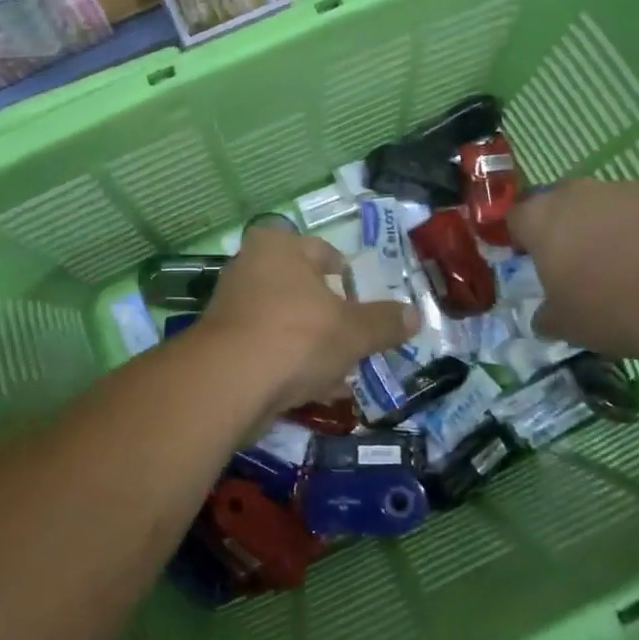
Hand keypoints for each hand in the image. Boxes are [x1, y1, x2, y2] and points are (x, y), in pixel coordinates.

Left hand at [199, 229, 416, 415]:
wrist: (229, 383)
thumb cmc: (297, 336)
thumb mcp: (353, 330)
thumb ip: (384, 322)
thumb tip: (415, 315)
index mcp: (278, 247)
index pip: (323, 252)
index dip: (347, 276)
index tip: (363, 302)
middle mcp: (250, 268)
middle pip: (304, 291)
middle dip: (331, 318)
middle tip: (356, 340)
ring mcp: (233, 308)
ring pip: (287, 324)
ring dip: (314, 347)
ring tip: (343, 373)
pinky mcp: (224, 346)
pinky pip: (269, 351)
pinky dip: (292, 367)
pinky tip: (317, 392)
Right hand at [508, 179, 638, 356]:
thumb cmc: (607, 307)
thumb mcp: (564, 324)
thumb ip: (547, 315)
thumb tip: (545, 318)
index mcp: (541, 218)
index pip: (516, 218)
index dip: (521, 239)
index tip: (531, 262)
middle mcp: (578, 194)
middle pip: (561, 204)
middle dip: (565, 229)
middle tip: (577, 265)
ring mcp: (626, 191)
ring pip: (605, 206)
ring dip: (607, 229)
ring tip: (624, 269)